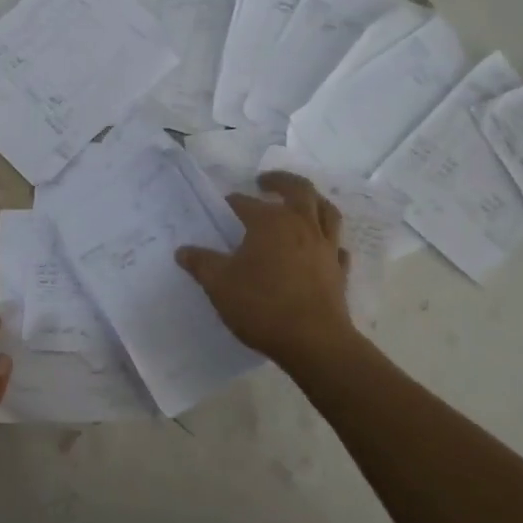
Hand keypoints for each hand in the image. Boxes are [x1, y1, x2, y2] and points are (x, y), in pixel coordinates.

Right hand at [177, 172, 355, 366]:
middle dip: (280, 181)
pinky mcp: (339, 270)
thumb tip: (183, 251)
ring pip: (326, 211)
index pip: (246, 203)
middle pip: (298, 190)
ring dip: (313, 200)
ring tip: (301, 202)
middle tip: (265, 181)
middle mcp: (302, 225)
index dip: (232, 204)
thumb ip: (201, 264)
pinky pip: (337, 246)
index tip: (222, 209)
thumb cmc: (262, 305)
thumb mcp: (219, 285)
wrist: (313, 341)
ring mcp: (326, 247)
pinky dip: (329, 240)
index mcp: (270, 222)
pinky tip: (322, 246)